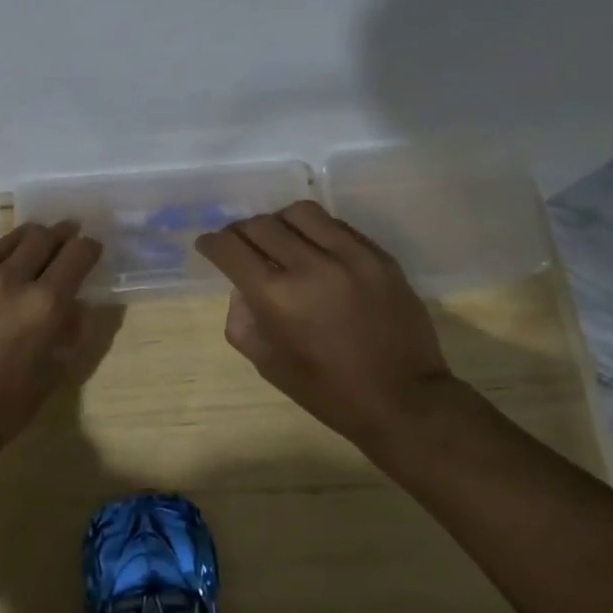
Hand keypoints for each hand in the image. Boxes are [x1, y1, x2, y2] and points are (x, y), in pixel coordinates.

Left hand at [0, 219, 102, 457]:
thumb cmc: (2, 409)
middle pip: (44, 237)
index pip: (78, 254)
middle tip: (63, 242)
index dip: (88, 248)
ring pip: (8, 238)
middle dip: (61, 237)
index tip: (88, 250)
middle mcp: (11, 282)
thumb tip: (77, 300)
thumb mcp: (53, 374)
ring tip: (27, 250)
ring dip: (26, 241)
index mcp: (45, 307)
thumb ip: (71, 330)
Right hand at [194, 200, 463, 452]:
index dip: (212, 243)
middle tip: (240, 244)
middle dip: (241, 231)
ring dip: (279, 222)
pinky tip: (317, 250)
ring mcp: (350, 256)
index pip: (231, 249)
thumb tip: (241, 288)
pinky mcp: (379, 256)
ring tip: (280, 239)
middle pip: (262, 225)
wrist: (404, 400)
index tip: (208, 245)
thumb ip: (243, 321)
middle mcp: (311, 266)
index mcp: (277, 297)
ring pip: (301, 213)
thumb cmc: (329, 391)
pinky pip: (337, 226)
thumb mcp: (269, 365)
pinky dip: (316, 231)